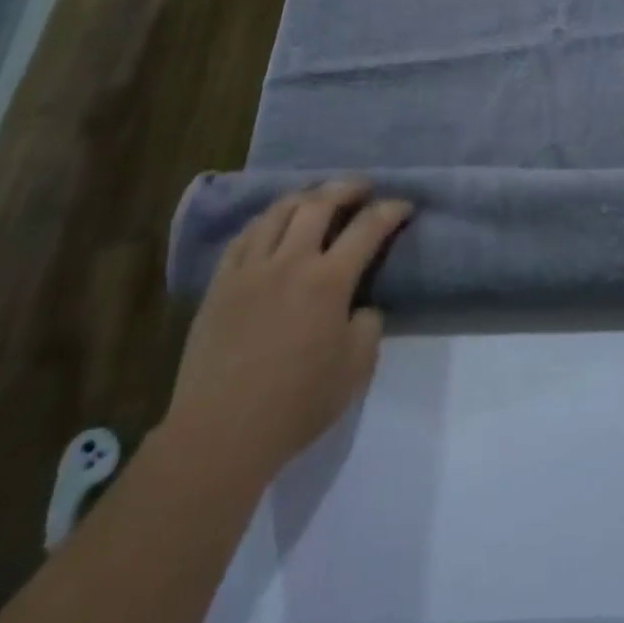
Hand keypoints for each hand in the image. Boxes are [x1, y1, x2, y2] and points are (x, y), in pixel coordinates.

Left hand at [162, 178, 411, 490]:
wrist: (219, 435)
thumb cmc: (295, 405)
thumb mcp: (356, 370)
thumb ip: (368, 326)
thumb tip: (360, 306)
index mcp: (328, 281)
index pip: (368, 228)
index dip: (390, 210)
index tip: (404, 205)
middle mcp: (290, 262)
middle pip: (320, 203)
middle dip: (347, 187)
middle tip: (363, 187)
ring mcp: (250, 270)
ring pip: (278, 211)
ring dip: (305, 196)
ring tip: (319, 196)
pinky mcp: (220, 284)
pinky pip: (245, 236)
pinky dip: (266, 221)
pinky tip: (273, 224)